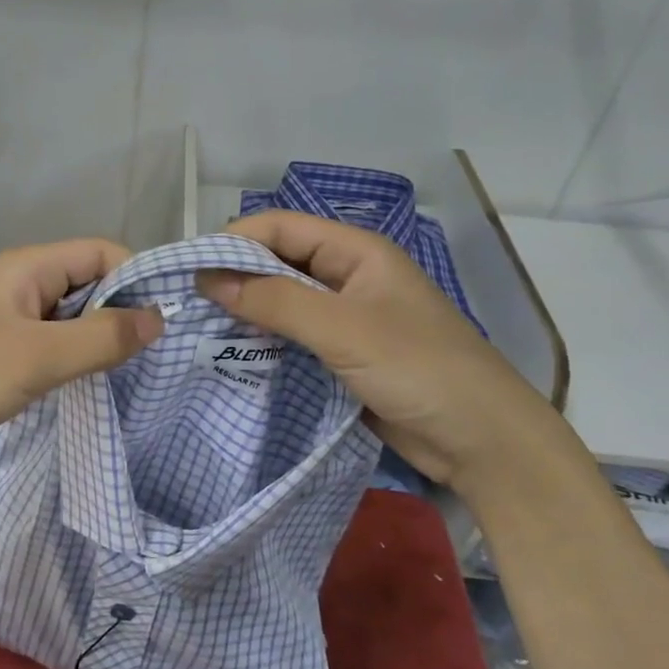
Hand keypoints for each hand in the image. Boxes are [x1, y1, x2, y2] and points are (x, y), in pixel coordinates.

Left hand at [0, 239, 162, 474]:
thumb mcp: (38, 358)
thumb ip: (102, 337)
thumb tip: (159, 318)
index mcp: (26, 267)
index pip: (102, 253)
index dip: (137, 280)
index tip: (164, 326)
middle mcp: (16, 284)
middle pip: (86, 285)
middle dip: (120, 315)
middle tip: (154, 360)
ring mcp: (0, 320)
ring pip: (65, 320)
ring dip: (94, 344)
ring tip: (127, 380)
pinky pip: (43, 347)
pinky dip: (67, 363)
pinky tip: (82, 391)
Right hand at [197, 211, 584, 493]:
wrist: (482, 441)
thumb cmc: (418, 369)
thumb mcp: (343, 329)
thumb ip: (275, 301)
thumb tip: (207, 279)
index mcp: (355, 251)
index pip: (280, 227)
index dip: (233, 242)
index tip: (188, 272)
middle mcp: (347, 276)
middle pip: (277, 261)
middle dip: (234, 277)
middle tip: (186, 305)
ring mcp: (345, 317)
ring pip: (281, 301)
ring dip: (245, 312)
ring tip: (198, 330)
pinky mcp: (342, 354)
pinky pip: (292, 337)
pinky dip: (263, 342)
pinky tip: (232, 355)